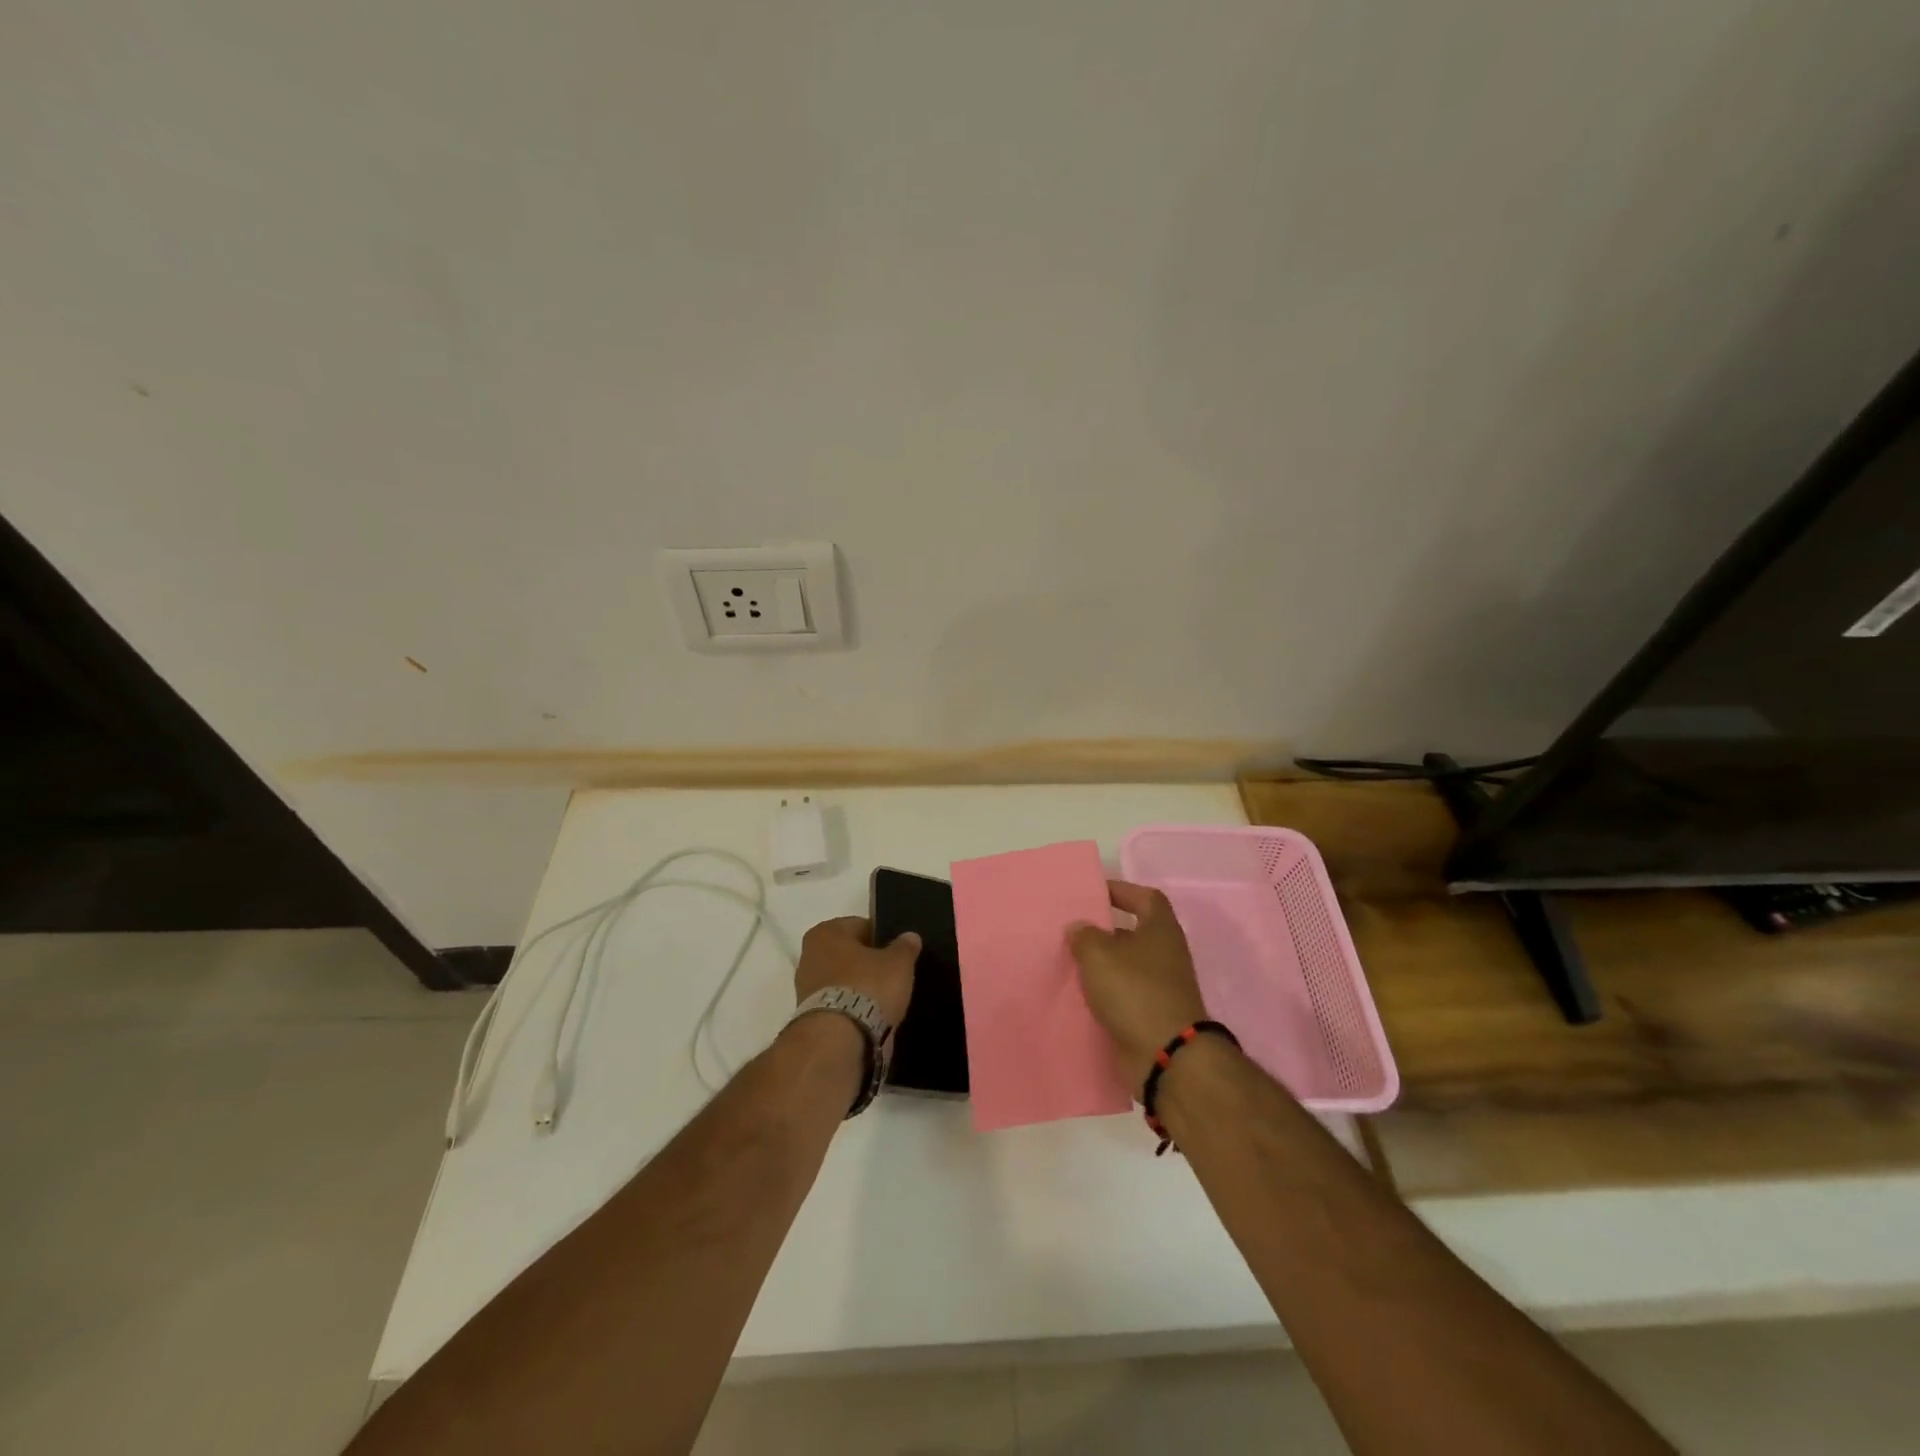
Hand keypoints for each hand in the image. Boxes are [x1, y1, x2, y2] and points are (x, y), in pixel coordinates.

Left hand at [793, 916, 919, 1027]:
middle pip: (848, 953)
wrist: (838, 1039)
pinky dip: (851, 1008)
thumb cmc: (868, 987)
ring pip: (841, 980)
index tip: (897, 953)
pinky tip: (869, 1017)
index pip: (861, 925)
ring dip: (858, 987)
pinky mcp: (808, 1016)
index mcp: (826, 931)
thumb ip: (905, 947)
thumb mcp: (898, 963)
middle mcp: (809, 953)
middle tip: (892, 976)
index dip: (882, 938)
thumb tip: (910, 936)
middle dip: (867, 963)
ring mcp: (805, 987)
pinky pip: (837, 1003)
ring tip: (883, 1001)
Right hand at [1068, 881, 1208, 1094]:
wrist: (1166, 1055)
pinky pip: (1124, 996)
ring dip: (1102, 965)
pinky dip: (1105, 994)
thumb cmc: (1135, 991)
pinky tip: (1080, 996)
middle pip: (1134, 932)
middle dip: (1104, 931)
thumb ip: (1084, 935)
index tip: (1093, 893)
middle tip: (1073, 930)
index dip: (1121, 891)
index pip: (1145, 897)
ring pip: (1127, 966)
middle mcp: (1166, 954)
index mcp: (1160, 929)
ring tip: (1070, 963)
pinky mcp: (1152, 1016)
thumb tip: (1079, 927)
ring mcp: (1162, 987)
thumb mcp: (1099, 954)